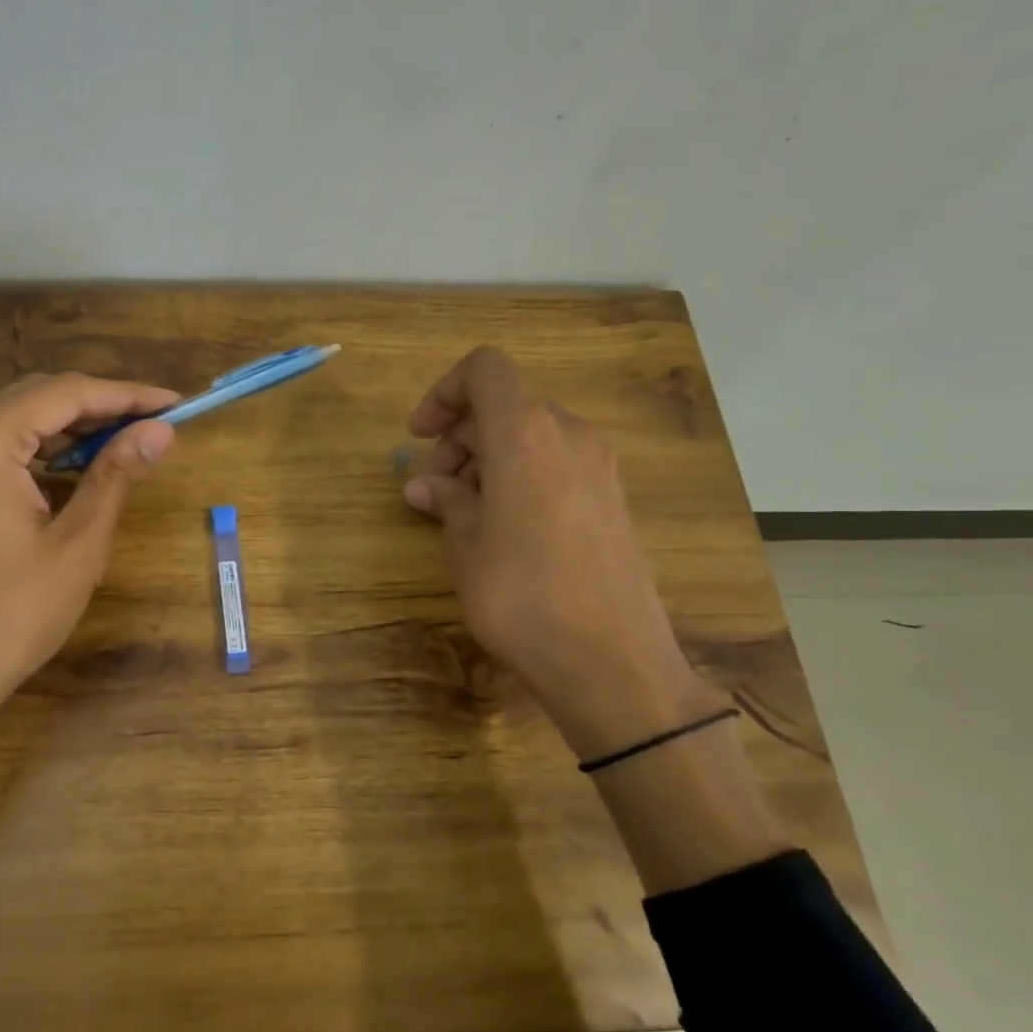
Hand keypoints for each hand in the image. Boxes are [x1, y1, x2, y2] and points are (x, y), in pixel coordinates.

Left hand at [0, 371, 178, 732]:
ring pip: (19, 419)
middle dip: (101, 407)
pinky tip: (77, 470)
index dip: (128, 395)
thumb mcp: (78, 542)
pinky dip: (42, 451)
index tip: (177, 404)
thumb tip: (161, 429)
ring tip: (127, 444)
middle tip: (156, 425)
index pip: (67, 393)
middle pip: (39, 397)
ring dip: (73, 428)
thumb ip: (116, 474)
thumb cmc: (13, 613)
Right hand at [402, 347, 725, 757]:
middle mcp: (569, 434)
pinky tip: (501, 526)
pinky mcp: (612, 499)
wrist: (611, 661)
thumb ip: (446, 500)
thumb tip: (425, 487)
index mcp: (526, 433)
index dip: (444, 393)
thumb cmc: (521, 594)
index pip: (484, 370)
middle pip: (505, 406)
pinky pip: (555, 463)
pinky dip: (520, 475)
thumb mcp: (466, 543)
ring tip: (461, 512)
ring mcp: (599, 466)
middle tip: (432, 489)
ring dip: (487, 459)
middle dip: (459, 437)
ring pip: (530, 435)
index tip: (420, 437)